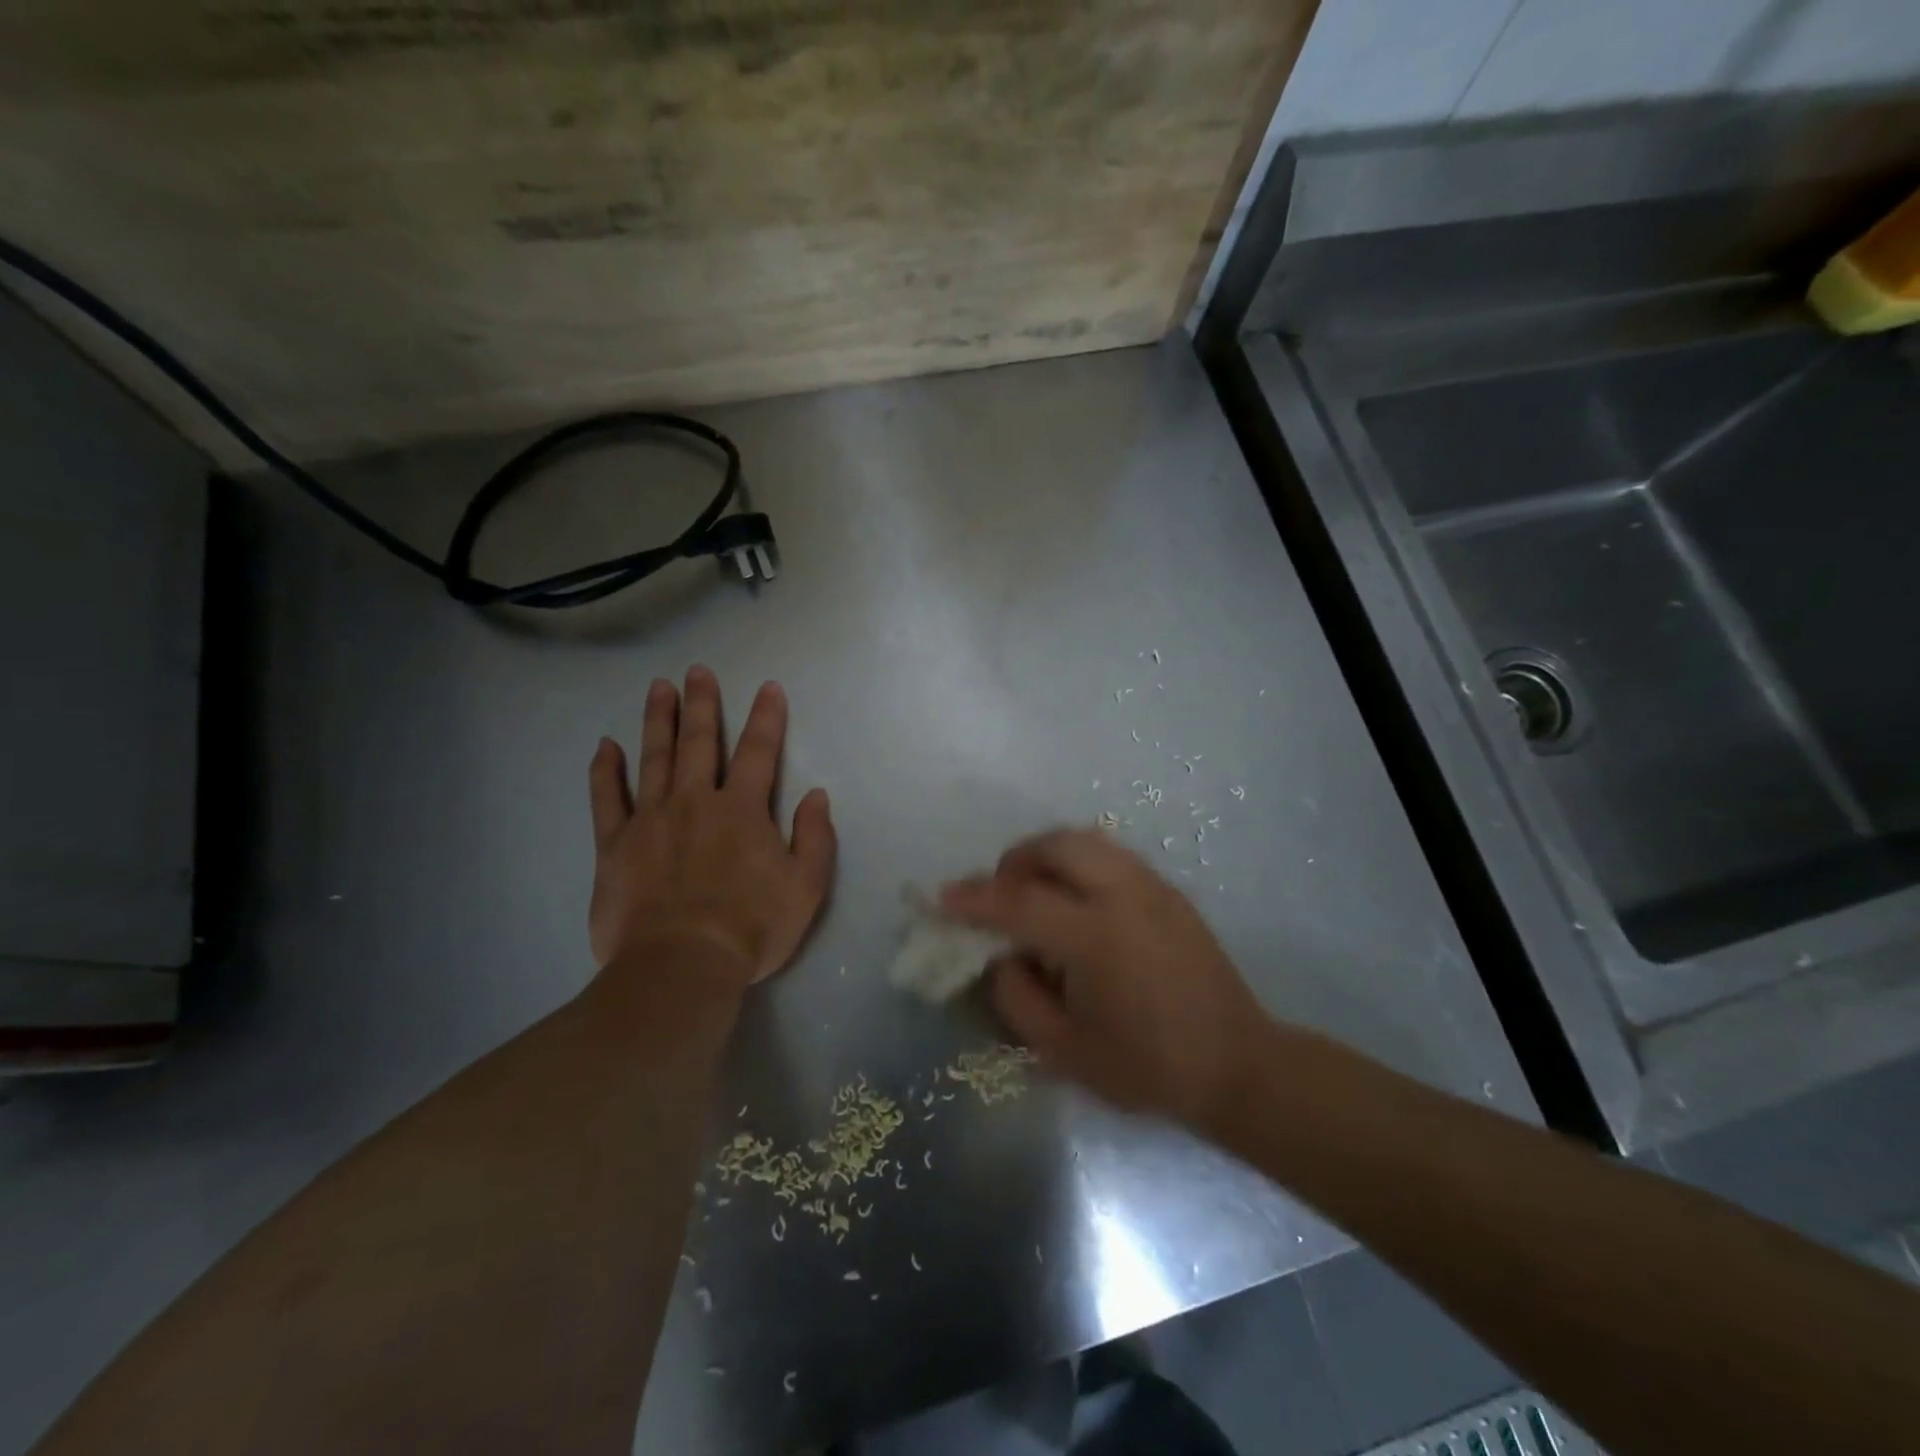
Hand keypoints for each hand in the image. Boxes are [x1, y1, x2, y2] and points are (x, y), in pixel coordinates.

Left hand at [586, 665, 835, 993]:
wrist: (681, 966)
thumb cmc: (751, 928)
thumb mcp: (806, 887)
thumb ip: (815, 837)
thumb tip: (816, 795)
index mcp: (743, 810)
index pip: (759, 752)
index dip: (766, 718)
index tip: (768, 688)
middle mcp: (696, 801)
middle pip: (700, 742)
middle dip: (702, 705)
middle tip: (697, 671)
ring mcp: (651, 819)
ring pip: (654, 758)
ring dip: (658, 720)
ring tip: (659, 688)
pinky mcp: (614, 845)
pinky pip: (606, 799)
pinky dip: (605, 771)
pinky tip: (605, 746)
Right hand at [942, 828, 1267, 1130]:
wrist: (1238, 1065)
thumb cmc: (1149, 1068)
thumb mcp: (1065, 1052)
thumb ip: (1017, 999)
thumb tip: (1000, 956)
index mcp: (1097, 939)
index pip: (1020, 902)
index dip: (974, 898)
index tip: (943, 899)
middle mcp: (1125, 897)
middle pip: (1057, 845)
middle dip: (1015, 860)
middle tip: (998, 893)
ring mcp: (1153, 887)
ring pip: (1087, 840)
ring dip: (1047, 855)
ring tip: (1033, 892)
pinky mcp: (1169, 891)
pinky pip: (1111, 855)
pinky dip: (1078, 862)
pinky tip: (1075, 901)